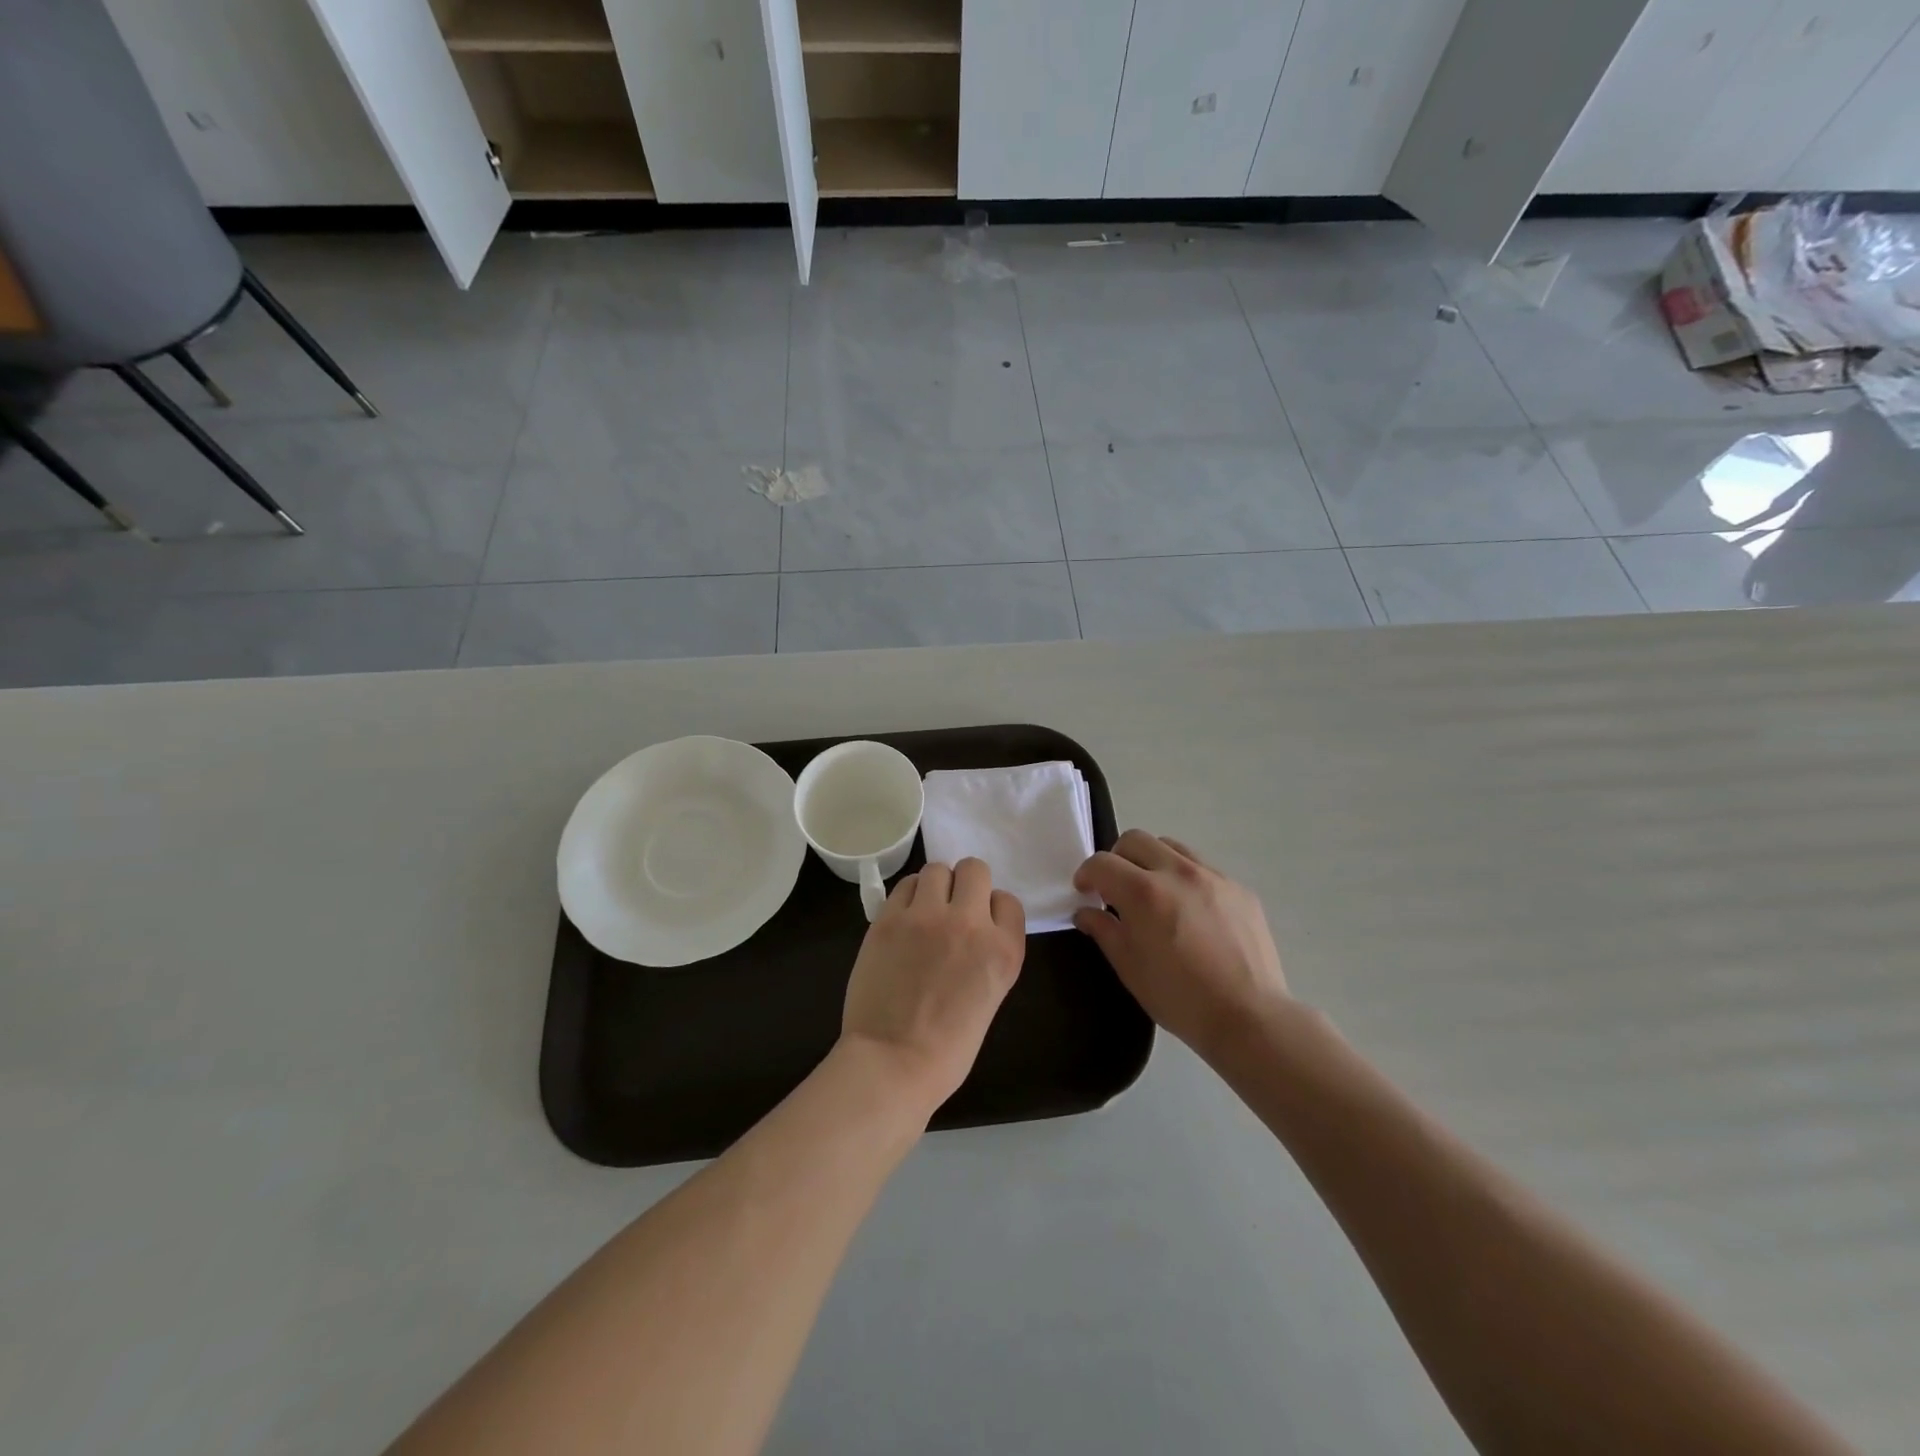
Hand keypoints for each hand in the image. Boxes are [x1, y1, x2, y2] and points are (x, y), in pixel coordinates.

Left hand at [840, 859, 1026, 1114]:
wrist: (893, 1063)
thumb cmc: (948, 1048)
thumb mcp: (990, 996)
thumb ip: (987, 954)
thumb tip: (971, 930)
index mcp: (1004, 950)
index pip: (1008, 900)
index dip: (992, 910)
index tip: (980, 926)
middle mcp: (970, 923)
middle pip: (975, 869)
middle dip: (966, 884)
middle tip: (951, 908)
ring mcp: (927, 917)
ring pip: (937, 868)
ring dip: (934, 885)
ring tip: (924, 910)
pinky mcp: (889, 919)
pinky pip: (904, 885)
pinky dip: (907, 896)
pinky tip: (903, 919)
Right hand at [1073, 831, 1288, 1062]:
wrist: (1248, 1017)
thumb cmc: (1179, 997)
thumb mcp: (1129, 967)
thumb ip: (1103, 931)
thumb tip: (1087, 913)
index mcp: (1144, 892)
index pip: (1102, 863)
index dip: (1087, 874)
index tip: (1086, 892)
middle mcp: (1177, 872)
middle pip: (1136, 840)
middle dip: (1117, 859)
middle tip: (1117, 889)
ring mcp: (1213, 876)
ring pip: (1171, 847)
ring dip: (1152, 862)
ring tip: (1155, 894)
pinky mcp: (1239, 888)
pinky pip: (1203, 868)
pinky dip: (1185, 879)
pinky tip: (1191, 912)